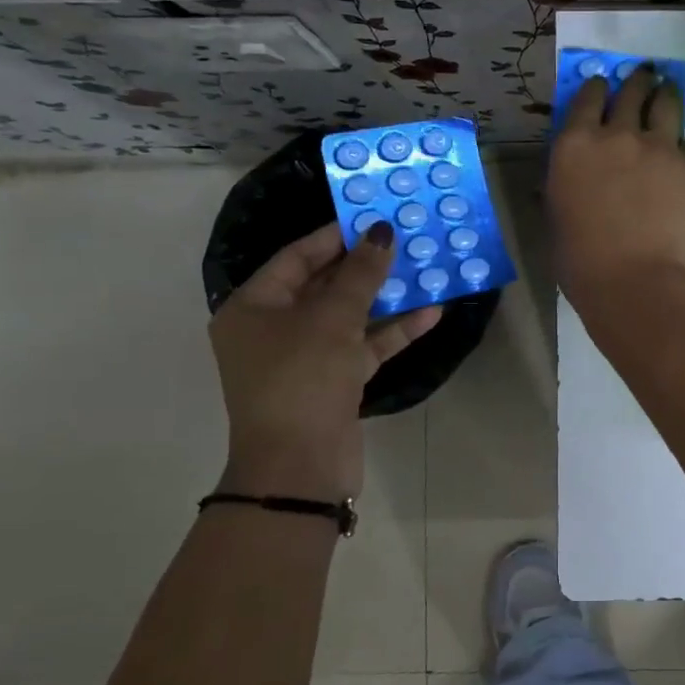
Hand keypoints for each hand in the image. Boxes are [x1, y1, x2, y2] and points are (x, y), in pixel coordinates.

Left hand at [209, 222, 440, 503]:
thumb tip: (381, 232)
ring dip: (386, 297)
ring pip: (349, 317)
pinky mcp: (333, 382)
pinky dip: (392, 332)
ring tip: (425, 269)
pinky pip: (363, 347)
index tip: (373, 217)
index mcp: (253, 308)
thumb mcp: (332, 320)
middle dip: (366, 265)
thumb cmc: (303, 379)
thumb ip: (361, 274)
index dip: (335, 236)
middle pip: (324, 285)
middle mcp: (273, 329)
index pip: (296, 257)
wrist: (299, 467)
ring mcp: (305, 358)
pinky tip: (431, 312)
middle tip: (405, 239)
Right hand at [548, 66, 684, 307]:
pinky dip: (683, 147)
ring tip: (667, 91)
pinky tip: (682, 157)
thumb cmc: (582, 264)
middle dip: (636, 81)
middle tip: (643, 77)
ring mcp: (659, 147)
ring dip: (665, 94)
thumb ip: (564, 187)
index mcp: (574, 146)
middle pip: (630, 91)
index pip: (587, 98)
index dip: (596, 88)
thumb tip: (570, 180)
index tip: (601, 86)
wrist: (638, 284)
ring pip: (667, 103)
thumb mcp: (558, 219)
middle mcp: (616, 135)